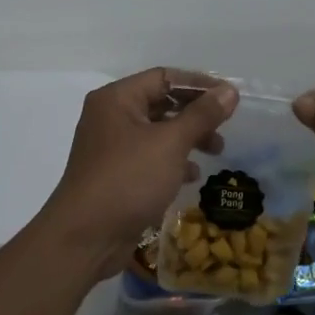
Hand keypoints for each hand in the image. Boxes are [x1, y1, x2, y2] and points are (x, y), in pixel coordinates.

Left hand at [39, 68, 238, 280]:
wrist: (85, 237)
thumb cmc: (128, 179)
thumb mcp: (170, 143)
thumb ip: (202, 115)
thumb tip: (229, 91)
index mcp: (117, 99)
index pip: (163, 77)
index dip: (199, 84)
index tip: (229, 97)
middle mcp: (111, 117)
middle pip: (161, 103)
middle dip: (195, 114)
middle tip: (224, 129)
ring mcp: (111, 148)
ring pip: (158, 133)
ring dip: (188, 139)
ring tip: (216, 151)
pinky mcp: (116, 175)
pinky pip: (149, 158)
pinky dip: (172, 162)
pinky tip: (191, 176)